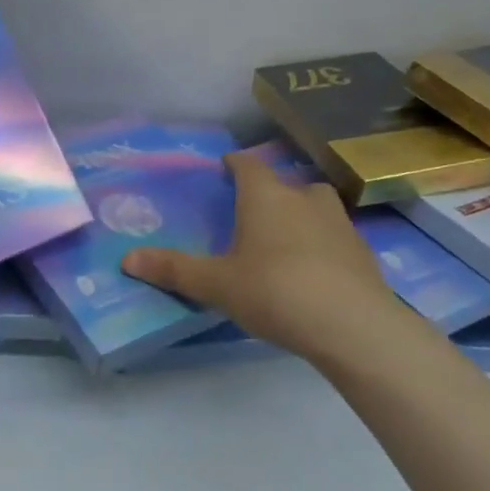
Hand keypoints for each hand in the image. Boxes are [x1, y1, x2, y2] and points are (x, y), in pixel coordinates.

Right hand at [120, 149, 400, 362]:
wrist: (354, 326)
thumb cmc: (275, 291)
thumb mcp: (216, 284)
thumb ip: (173, 269)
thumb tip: (126, 259)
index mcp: (266, 197)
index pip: (247, 165)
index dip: (234, 164)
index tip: (225, 167)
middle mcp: (304, 200)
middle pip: (287, 184)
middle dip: (271, 193)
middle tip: (253, 214)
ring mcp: (340, 225)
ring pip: (317, 208)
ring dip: (302, 217)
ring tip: (284, 242)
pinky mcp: (364, 254)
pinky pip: (336, 239)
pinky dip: (323, 247)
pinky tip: (313, 273)